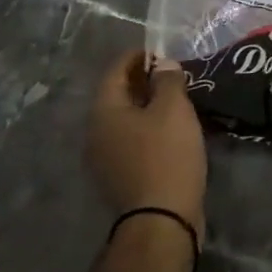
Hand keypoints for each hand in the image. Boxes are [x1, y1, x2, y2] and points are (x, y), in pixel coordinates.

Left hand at [86, 50, 206, 235]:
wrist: (161, 220)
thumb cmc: (166, 155)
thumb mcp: (173, 109)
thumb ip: (168, 80)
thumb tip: (162, 65)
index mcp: (104, 111)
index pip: (115, 71)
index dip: (138, 56)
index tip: (162, 51)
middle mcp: (96, 133)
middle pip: (118, 95)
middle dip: (143, 81)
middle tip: (173, 74)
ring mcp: (104, 159)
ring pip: (124, 120)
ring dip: (146, 106)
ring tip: (176, 100)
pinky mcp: (119, 177)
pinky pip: (131, 140)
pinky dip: (147, 128)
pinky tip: (171, 130)